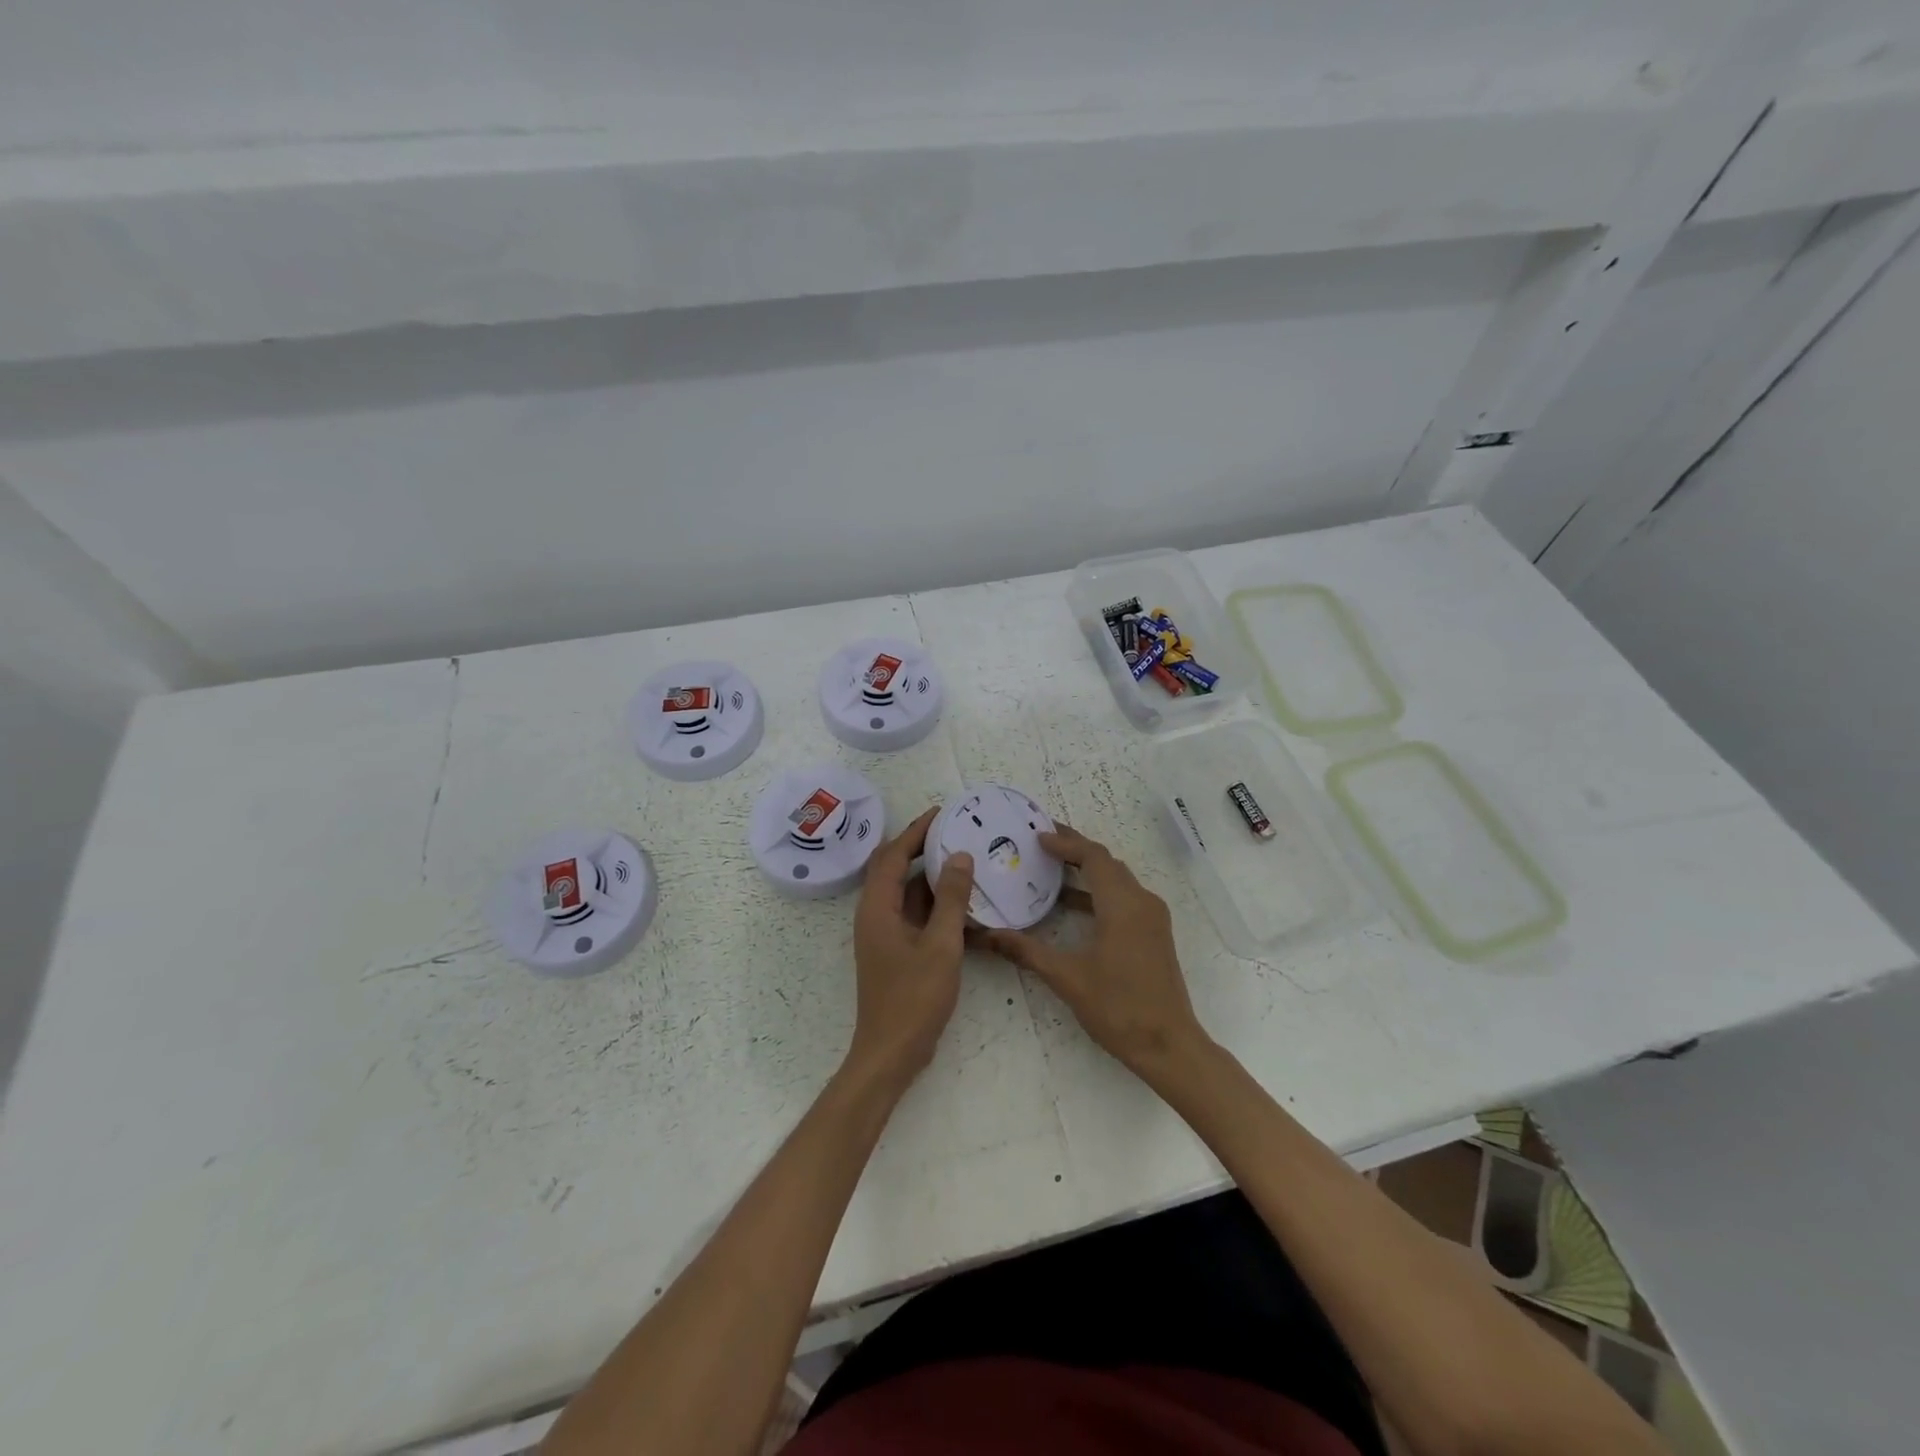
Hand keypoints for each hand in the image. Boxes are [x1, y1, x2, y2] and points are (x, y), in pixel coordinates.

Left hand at [846, 806, 973, 1090]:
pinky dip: (934, 901)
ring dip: (929, 874)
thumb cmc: (914, 998)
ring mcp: (884, 933)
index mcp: (877, 908)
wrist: (892, 1053)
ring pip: (906, 892)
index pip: (892, 855)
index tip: (942, 812)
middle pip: (894, 868)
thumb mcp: (941, 945)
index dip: (915, 831)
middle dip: (921, 846)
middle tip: (955, 830)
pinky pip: (914, 913)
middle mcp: (875, 914)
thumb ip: (951, 899)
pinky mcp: (895, 949)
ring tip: (963, 857)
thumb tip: (959, 856)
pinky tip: (962, 900)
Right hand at [979, 825, 1211, 1084]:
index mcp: (1123, 905)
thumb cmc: (1118, 1007)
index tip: (1037, 836)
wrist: (1169, 1046)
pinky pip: (1124, 897)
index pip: (1093, 857)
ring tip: (1051, 868)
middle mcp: (1142, 902)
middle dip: (1075, 850)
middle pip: (1107, 863)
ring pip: (1117, 880)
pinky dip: (1098, 891)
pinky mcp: (1154, 933)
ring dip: (1087, 870)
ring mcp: (1152, 918)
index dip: (1066, 843)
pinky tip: (1071, 905)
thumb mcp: (1067, 977)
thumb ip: (1026, 951)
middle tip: (1040, 843)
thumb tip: (987, 935)